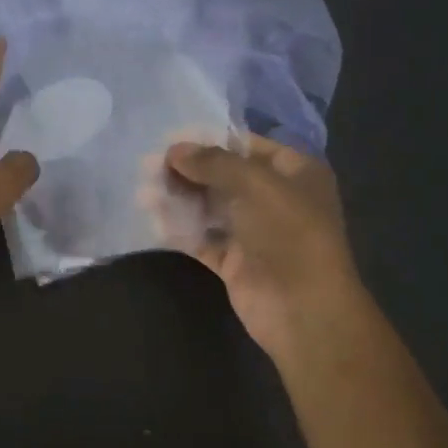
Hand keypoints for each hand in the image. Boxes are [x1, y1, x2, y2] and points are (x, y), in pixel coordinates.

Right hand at [155, 134, 362, 365]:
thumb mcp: (255, 184)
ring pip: (209, 207)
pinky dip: (180, 229)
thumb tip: (174, 149)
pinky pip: (202, 238)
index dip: (210, 140)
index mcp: (295, 172)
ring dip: (178, 198)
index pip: (247, 146)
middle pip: (224, 176)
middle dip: (187, 170)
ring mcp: (254, 232)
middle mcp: (275, 198)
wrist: (303, 309)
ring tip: (143, 192)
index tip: (170, 138)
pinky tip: (153, 220)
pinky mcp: (234, 261)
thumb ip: (213, 162)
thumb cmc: (289, 233)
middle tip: (148, 165)